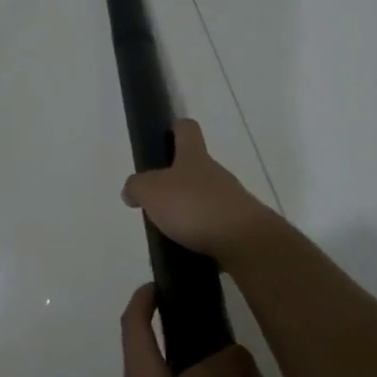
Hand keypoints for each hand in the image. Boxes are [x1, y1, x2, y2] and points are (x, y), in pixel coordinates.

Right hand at [121, 119, 276, 261]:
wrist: (244, 241)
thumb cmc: (194, 206)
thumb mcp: (151, 191)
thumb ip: (136, 187)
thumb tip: (132, 191)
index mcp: (194, 157)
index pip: (187, 129)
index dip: (176, 128)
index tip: (165, 135)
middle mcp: (215, 173)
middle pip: (195, 167)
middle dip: (176, 181)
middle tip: (155, 200)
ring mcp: (231, 199)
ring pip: (205, 197)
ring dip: (189, 210)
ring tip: (169, 231)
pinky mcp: (240, 226)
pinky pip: (215, 225)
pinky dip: (201, 233)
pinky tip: (188, 248)